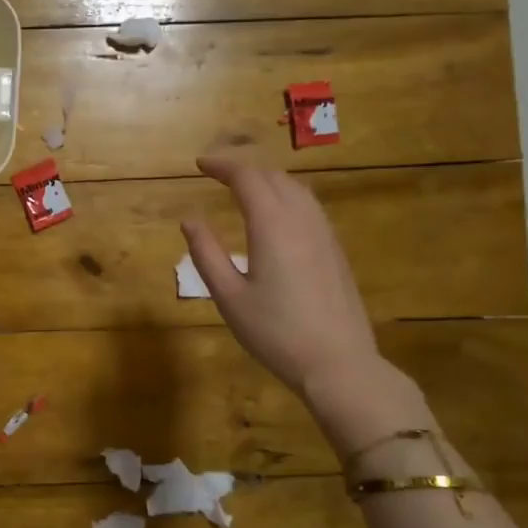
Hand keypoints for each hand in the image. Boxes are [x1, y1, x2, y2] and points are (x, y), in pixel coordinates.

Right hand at [182, 153, 430, 456]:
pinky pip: (309, 207)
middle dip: (243, 168)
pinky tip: (277, 215)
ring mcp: (324, 234)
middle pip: (273, 176)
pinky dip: (286, 196)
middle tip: (217, 173)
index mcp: (272, 225)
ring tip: (244, 188)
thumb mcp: (229, 297)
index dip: (222, 165)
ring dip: (267, 180)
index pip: (247, 177)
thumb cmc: (275, 333)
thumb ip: (206, 254)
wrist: (338, 363)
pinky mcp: (335, 250)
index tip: (199, 164)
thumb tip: (189, 220)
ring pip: (296, 189)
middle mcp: (302, 219)